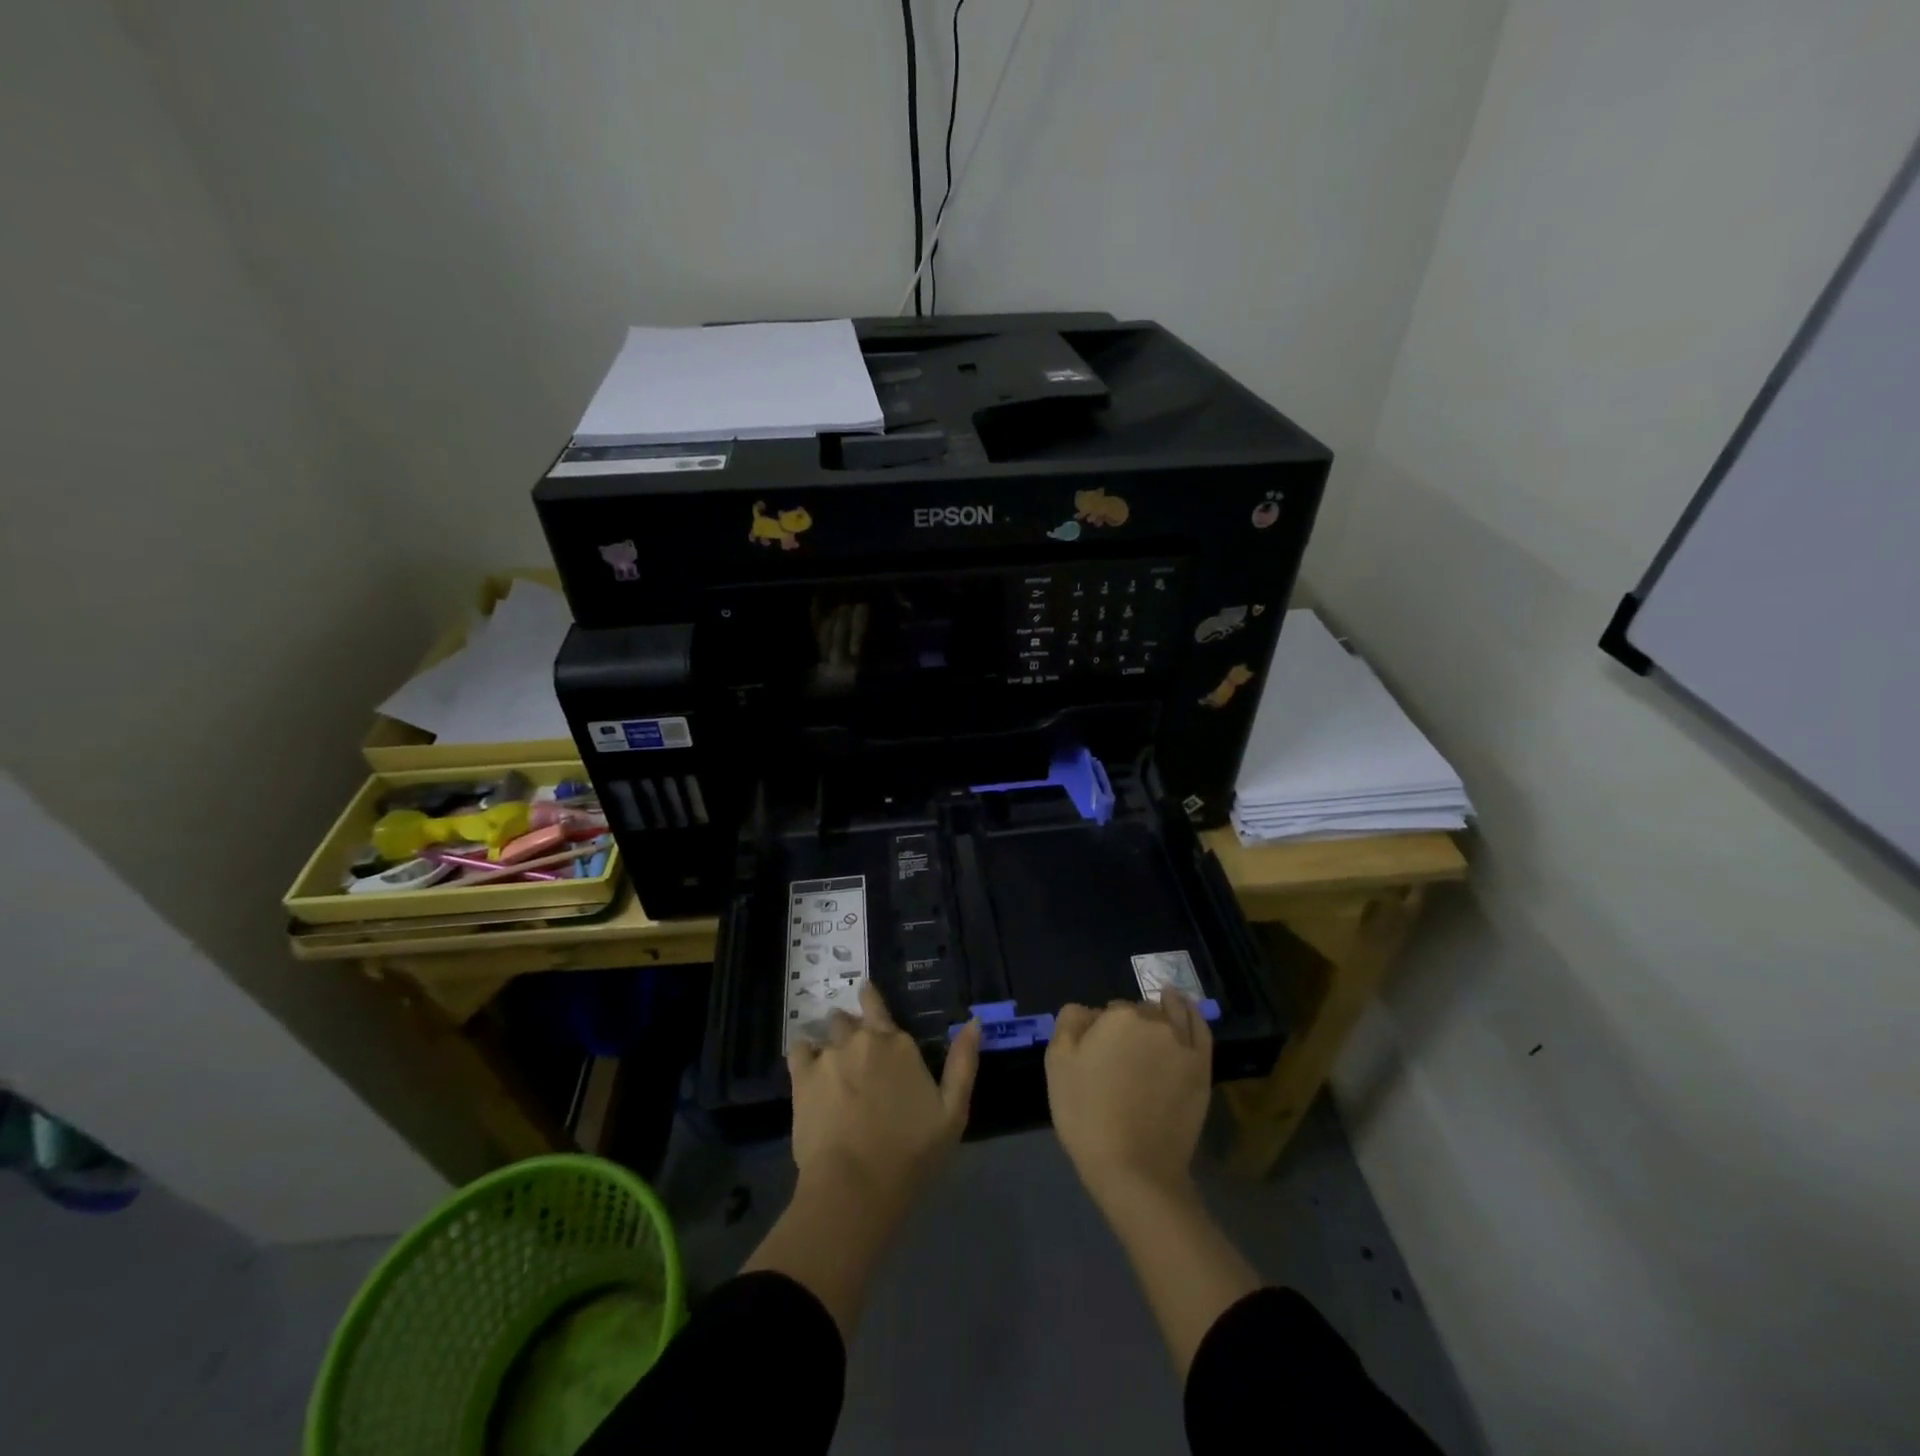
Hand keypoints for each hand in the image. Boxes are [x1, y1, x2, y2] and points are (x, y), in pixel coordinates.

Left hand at [787, 982, 982, 1213]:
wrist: (856, 1186)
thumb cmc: (911, 1153)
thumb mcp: (953, 1111)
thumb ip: (963, 1062)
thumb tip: (974, 1021)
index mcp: (898, 1044)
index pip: (877, 1005)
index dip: (871, 1001)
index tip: (868, 1001)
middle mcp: (863, 1039)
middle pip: (849, 1018)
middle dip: (851, 1026)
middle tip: (854, 1048)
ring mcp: (830, 1056)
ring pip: (826, 1032)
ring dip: (831, 1041)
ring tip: (832, 1061)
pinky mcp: (803, 1078)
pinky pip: (799, 1049)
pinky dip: (804, 1054)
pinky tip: (808, 1070)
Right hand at [1046, 992, 1212, 1205]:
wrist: (1134, 1169)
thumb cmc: (1088, 1115)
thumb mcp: (1057, 1064)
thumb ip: (1069, 1023)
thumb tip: (1086, 1011)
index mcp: (1117, 1017)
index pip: (1103, 1012)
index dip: (1096, 1034)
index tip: (1092, 1059)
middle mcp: (1154, 1021)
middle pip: (1135, 1011)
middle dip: (1125, 1026)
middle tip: (1115, 1060)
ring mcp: (1182, 1043)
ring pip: (1167, 1011)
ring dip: (1158, 1011)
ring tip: (1148, 1022)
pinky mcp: (1201, 1066)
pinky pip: (1198, 1025)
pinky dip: (1189, 1011)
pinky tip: (1181, 1006)